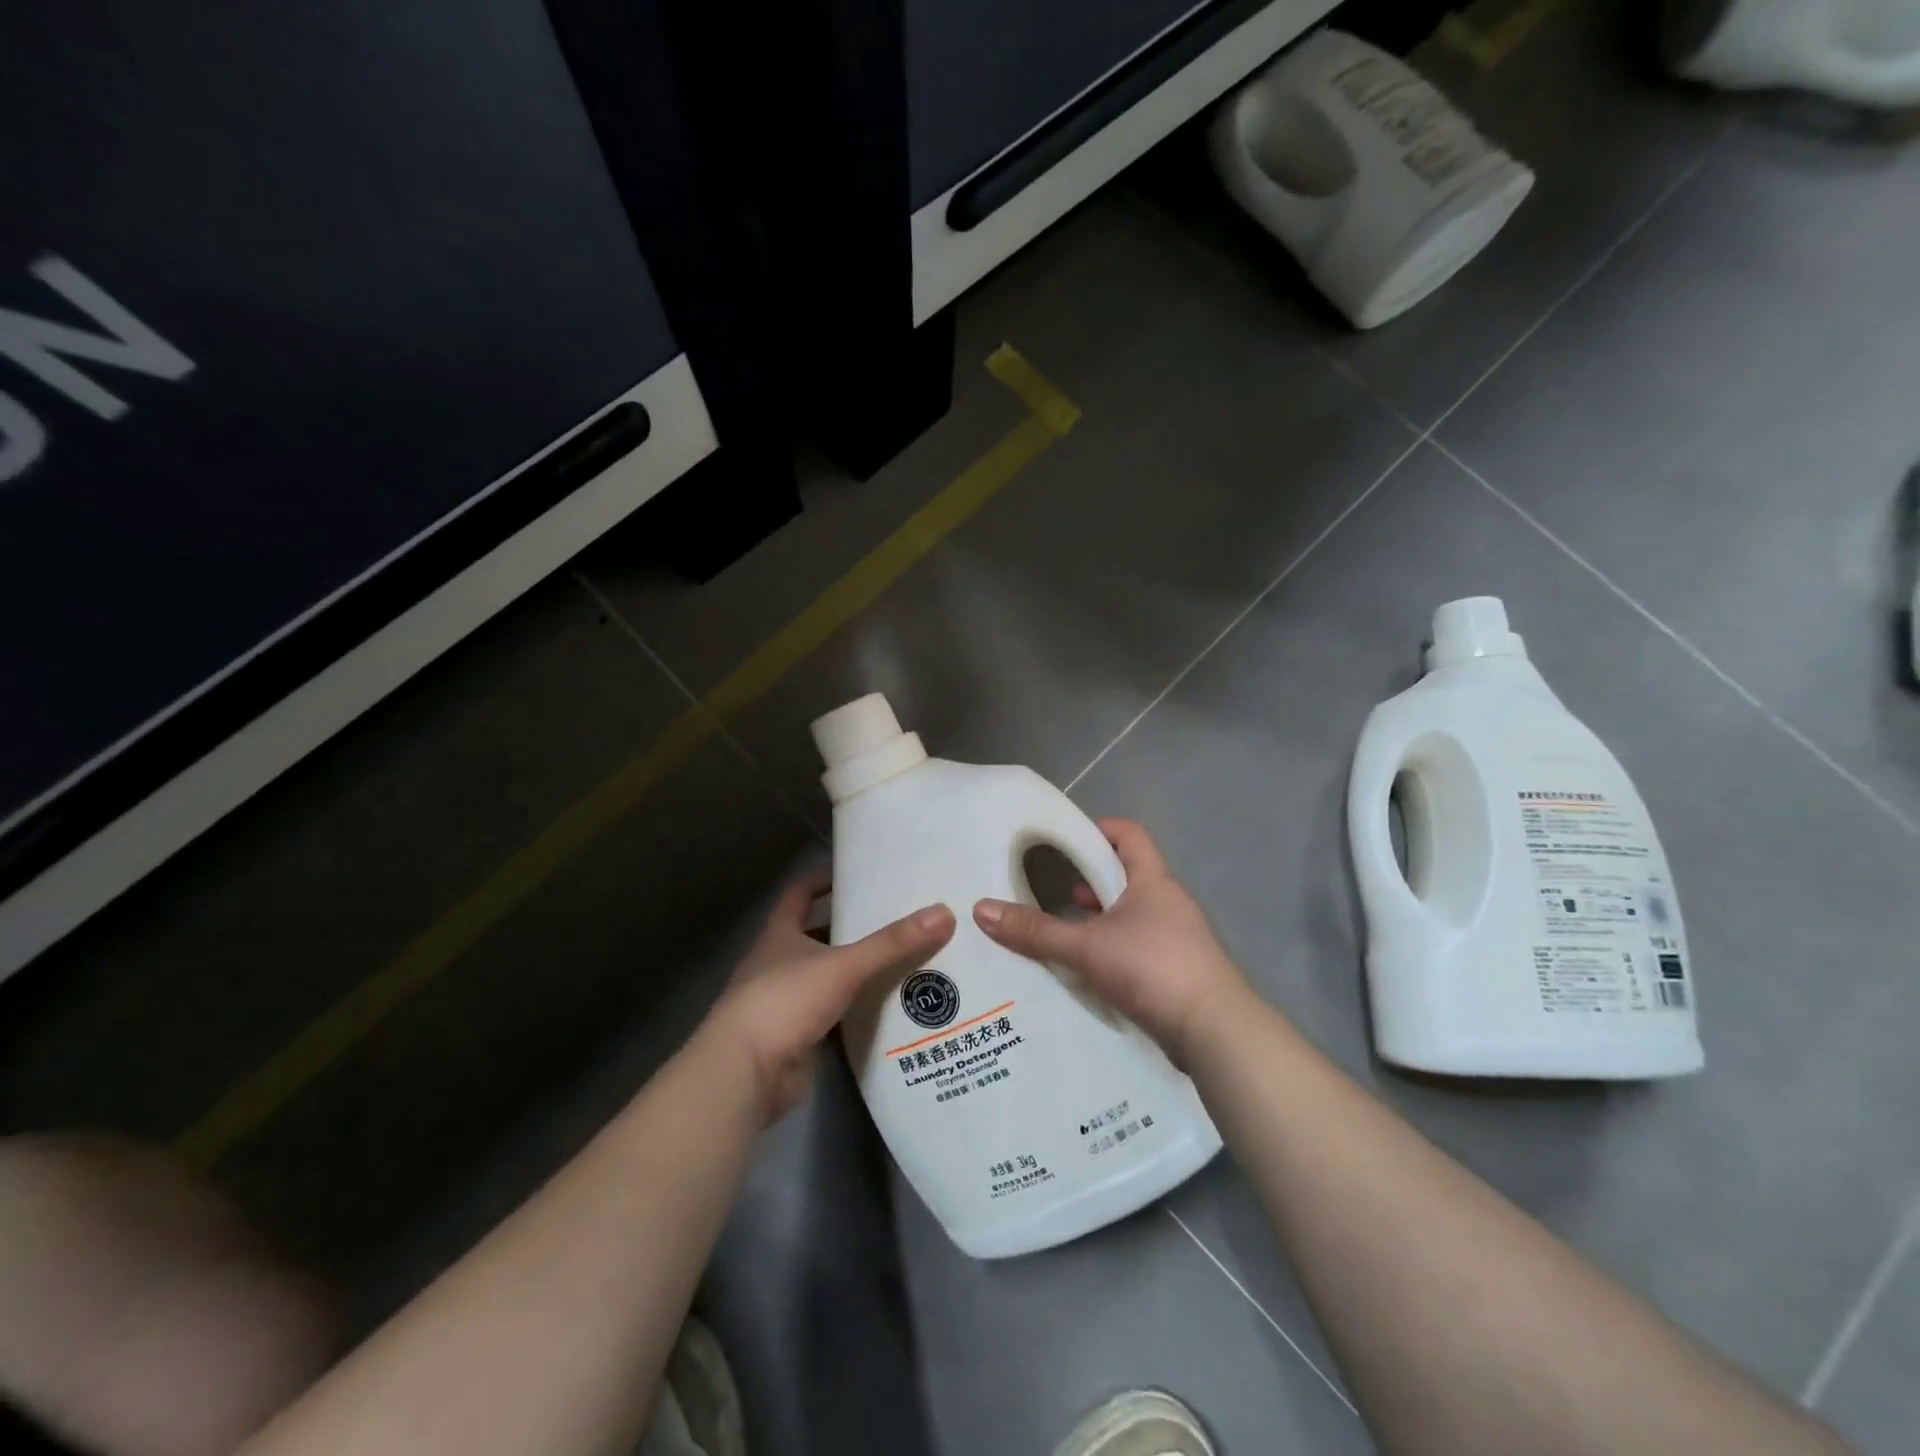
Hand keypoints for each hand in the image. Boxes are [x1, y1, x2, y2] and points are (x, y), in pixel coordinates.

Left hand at [700, 871, 954, 1124]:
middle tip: (896, 920)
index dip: (823, 880)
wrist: (745, 1075)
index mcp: (780, 935)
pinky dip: (856, 1010)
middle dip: (851, 928)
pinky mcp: (796, 1038)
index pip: (799, 894)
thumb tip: (944, 913)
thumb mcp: (844, 966)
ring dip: (856, 972)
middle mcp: (778, 963)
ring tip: (904, 960)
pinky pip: (833, 1015)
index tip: (856, 874)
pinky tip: (889, 1008)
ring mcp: (784, 1003)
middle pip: (817, 936)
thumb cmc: (785, 1002)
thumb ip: (892, 943)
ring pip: (826, 977)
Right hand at [972, 818, 1249, 1067]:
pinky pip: (1137, 946)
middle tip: (1049, 886)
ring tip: (1061, 927)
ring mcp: (1177, 938)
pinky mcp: (1177, 970)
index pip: (1129, 835)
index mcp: (1153, 881)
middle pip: (1126, 875)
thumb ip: (1035, 931)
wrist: (1215, 1032)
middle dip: (1089, 879)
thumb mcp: (1086, 947)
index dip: (1099, 829)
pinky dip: (1111, 948)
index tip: (1064, 839)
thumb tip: (981, 909)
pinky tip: (1085, 967)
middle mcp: (1168, 902)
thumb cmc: (1153, 969)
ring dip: (1099, 918)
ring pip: (1130, 914)